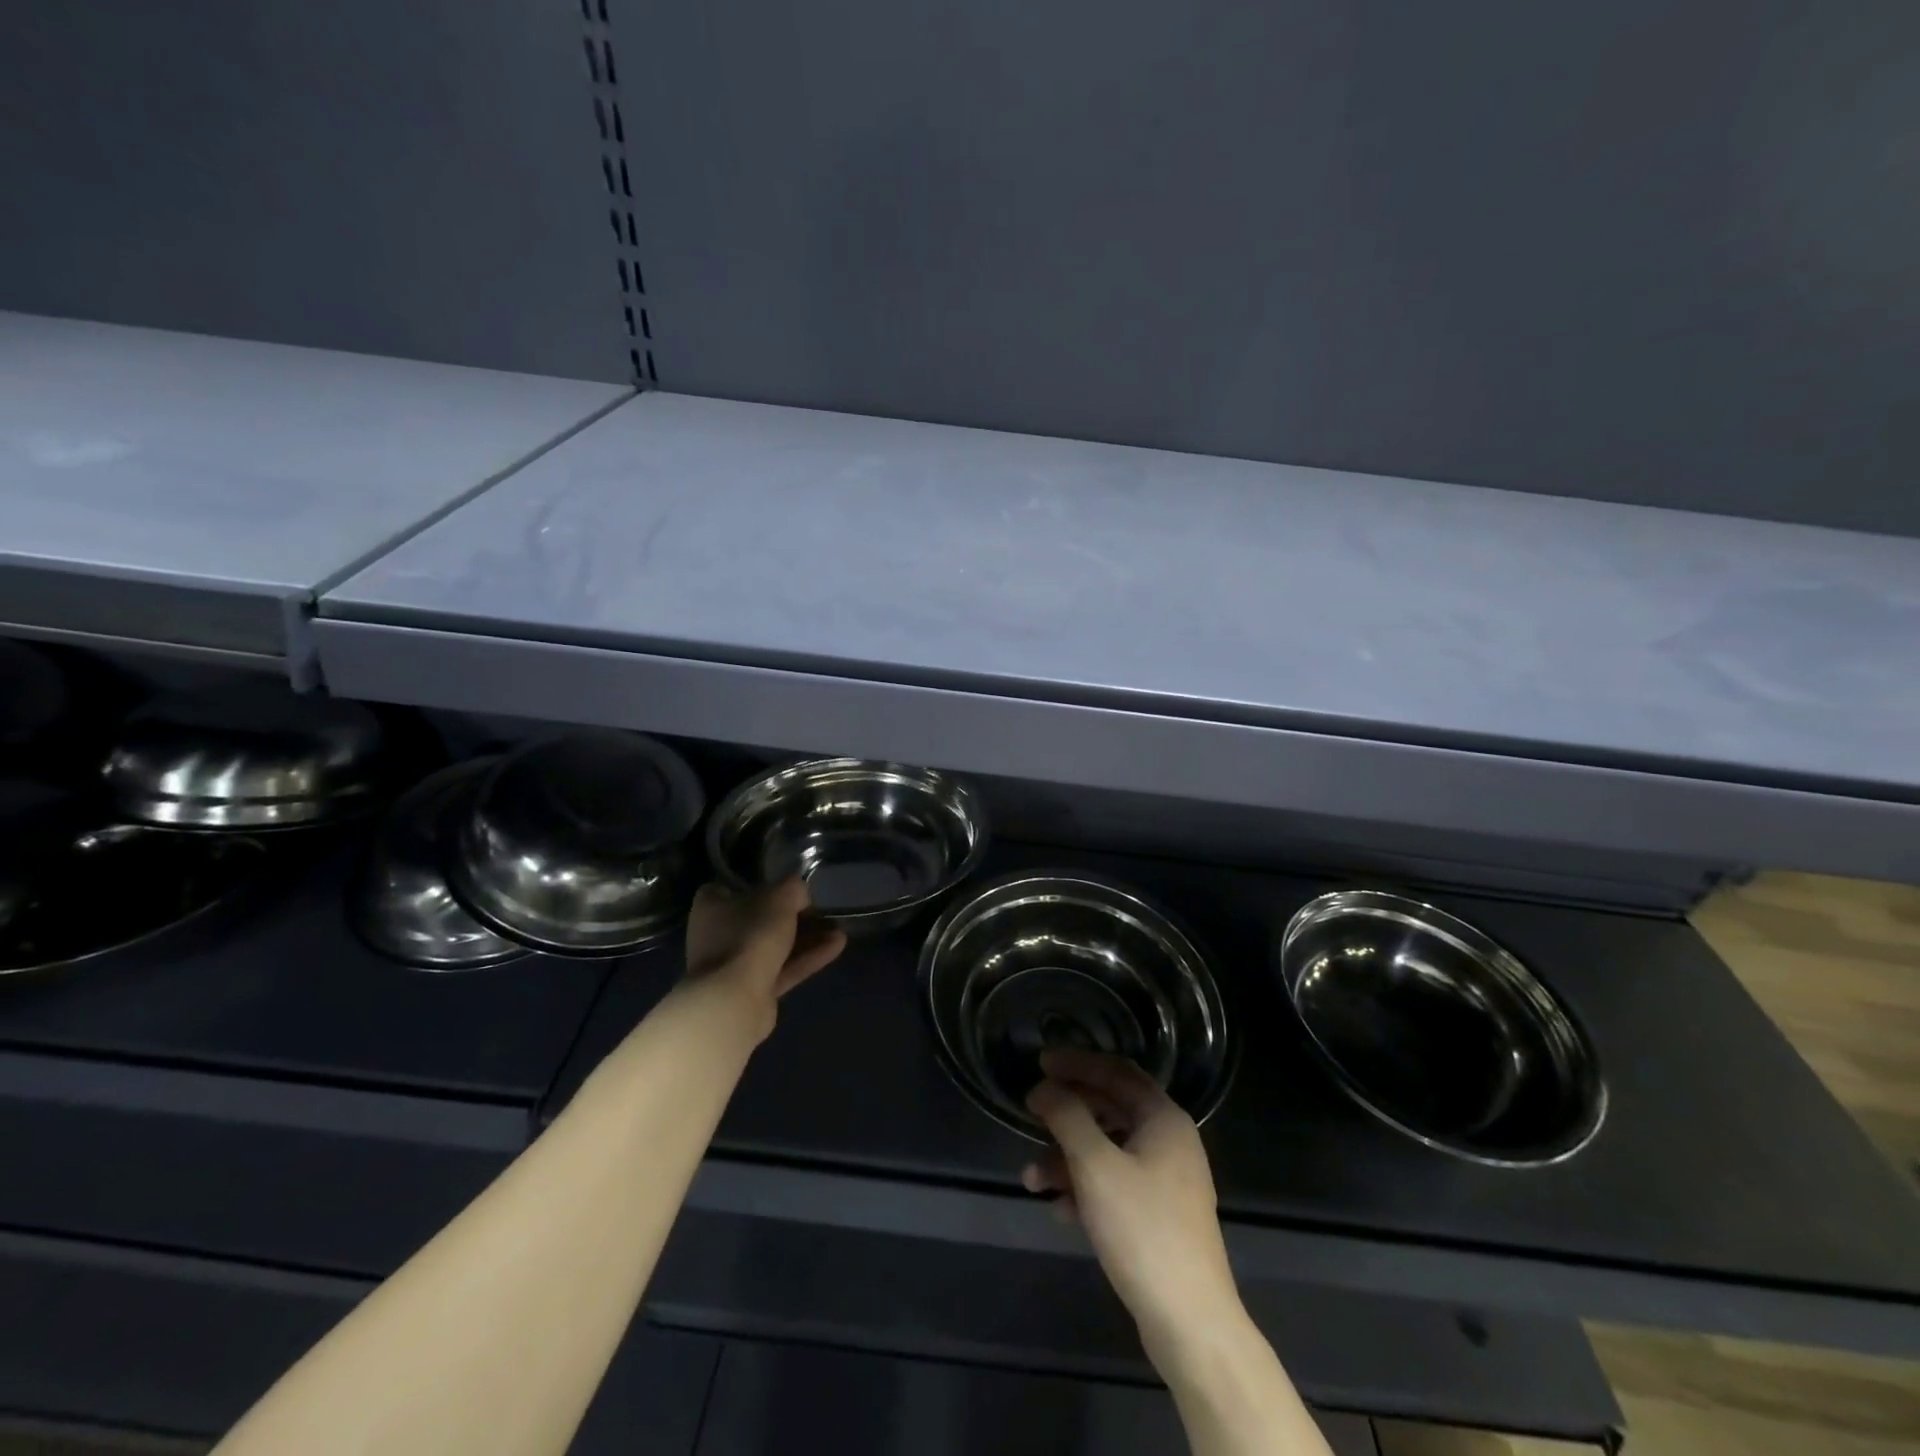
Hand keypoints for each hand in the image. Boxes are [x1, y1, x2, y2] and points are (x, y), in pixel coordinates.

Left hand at [684, 878, 845, 1035]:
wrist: (735, 1000)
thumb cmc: (751, 935)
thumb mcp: (781, 898)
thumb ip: (794, 889)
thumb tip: (801, 891)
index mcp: (712, 907)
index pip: (728, 889)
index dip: (755, 885)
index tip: (782, 886)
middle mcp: (716, 935)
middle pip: (758, 919)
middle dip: (792, 915)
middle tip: (820, 909)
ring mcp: (733, 966)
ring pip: (773, 946)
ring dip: (806, 937)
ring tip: (839, 928)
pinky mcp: (751, 991)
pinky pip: (782, 969)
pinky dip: (807, 958)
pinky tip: (837, 946)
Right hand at [1022, 1049, 1243, 1359]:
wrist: (1191, 1322)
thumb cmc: (1143, 1229)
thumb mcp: (1096, 1166)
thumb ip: (1067, 1117)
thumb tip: (1043, 1087)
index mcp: (1163, 1117)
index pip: (1115, 1070)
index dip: (1076, 1062)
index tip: (1039, 1061)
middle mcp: (1169, 1139)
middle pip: (1110, 1108)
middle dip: (1067, 1112)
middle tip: (1030, 1108)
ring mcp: (1166, 1178)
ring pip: (1108, 1149)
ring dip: (1068, 1156)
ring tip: (1031, 1179)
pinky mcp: (1158, 1213)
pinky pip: (1114, 1181)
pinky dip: (1085, 1186)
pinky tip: (1059, 1209)